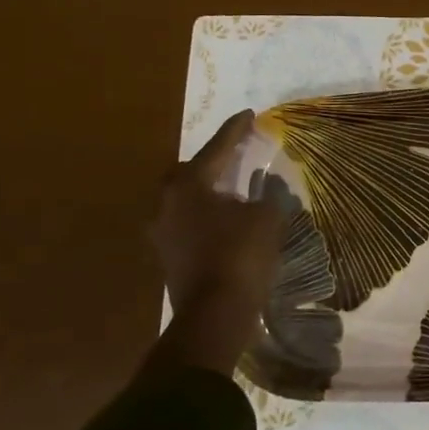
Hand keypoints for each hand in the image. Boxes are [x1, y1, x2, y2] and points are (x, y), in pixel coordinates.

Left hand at [148, 111, 281, 376]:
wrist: (215, 315)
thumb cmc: (240, 255)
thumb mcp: (266, 218)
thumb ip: (266, 197)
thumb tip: (263, 194)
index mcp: (188, 185)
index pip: (216, 149)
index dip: (236, 130)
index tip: (249, 114)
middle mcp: (166, 204)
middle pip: (190, 172)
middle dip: (212, 162)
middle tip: (236, 155)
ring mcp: (162, 233)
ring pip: (186, 201)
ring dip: (209, 193)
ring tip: (234, 190)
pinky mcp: (168, 257)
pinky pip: (189, 224)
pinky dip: (208, 218)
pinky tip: (227, 221)